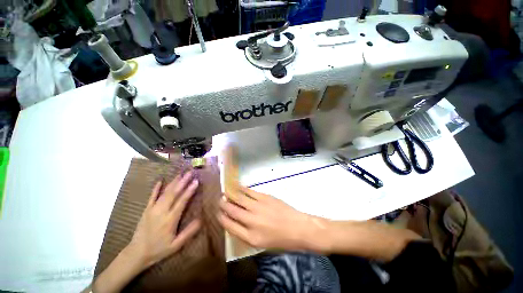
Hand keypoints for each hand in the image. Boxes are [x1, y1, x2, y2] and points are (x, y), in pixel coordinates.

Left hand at [129, 171, 201, 268]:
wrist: (137, 253)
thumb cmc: (159, 249)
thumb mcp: (176, 245)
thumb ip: (188, 232)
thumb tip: (201, 219)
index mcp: (170, 220)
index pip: (181, 202)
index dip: (189, 191)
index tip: (196, 181)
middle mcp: (161, 212)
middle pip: (173, 194)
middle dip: (182, 182)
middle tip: (189, 172)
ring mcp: (152, 210)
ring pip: (164, 193)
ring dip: (173, 182)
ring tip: (180, 174)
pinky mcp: (146, 210)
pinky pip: (151, 197)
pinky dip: (156, 188)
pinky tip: (160, 181)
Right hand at [218, 186, 312, 249]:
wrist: (298, 228)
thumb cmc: (281, 240)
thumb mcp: (261, 244)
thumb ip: (246, 233)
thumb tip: (236, 221)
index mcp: (250, 237)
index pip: (229, 225)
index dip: (221, 218)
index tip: (218, 213)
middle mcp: (251, 221)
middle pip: (231, 210)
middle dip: (223, 204)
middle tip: (219, 200)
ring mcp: (258, 207)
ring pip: (239, 198)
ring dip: (230, 195)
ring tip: (224, 192)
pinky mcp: (264, 197)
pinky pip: (249, 191)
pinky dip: (241, 188)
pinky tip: (237, 186)